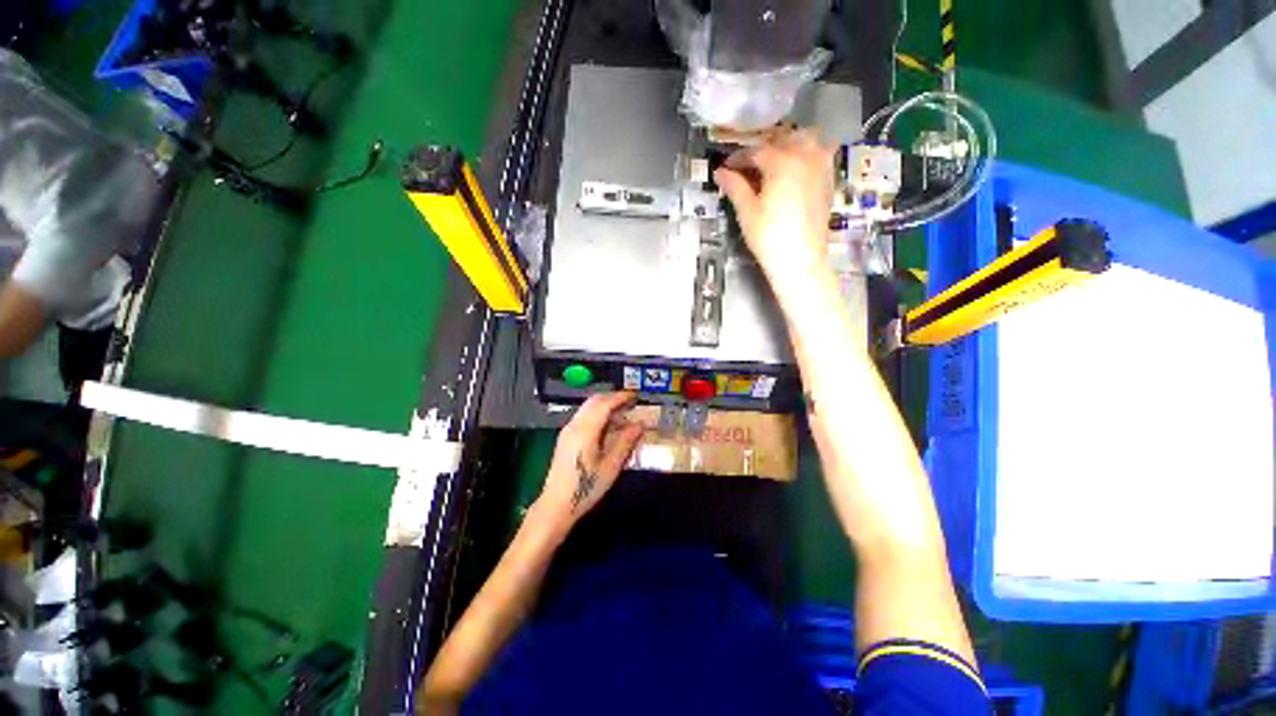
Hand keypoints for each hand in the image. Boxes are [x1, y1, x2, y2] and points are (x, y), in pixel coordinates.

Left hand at [536, 392, 644, 531]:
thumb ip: (625, 442)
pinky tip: (609, 428)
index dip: (620, 397)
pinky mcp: (566, 438)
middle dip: (613, 398)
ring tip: (623, 416)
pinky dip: (598, 415)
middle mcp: (574, 425)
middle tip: (631, 403)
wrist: (556, 505)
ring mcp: (568, 431)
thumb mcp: (611, 467)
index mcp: (585, 430)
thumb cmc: (585, 488)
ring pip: (588, 408)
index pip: (604, 404)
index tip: (635, 396)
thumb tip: (640, 424)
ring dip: (605, 407)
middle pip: (594, 401)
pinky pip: (584, 417)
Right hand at [713, 129, 835, 289]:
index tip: (726, 168)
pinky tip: (795, 168)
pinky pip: (821, 153)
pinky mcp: (828, 180)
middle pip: (783, 139)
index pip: (756, 151)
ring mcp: (821, 167)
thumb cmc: (769, 236)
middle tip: (747, 164)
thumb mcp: (747, 212)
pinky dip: (807, 152)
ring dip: (788, 143)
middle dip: (763, 147)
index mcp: (782, 162)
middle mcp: (805, 156)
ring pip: (807, 139)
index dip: (738, 158)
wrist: (800, 259)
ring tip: (773, 161)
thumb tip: (719, 172)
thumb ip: (735, 187)